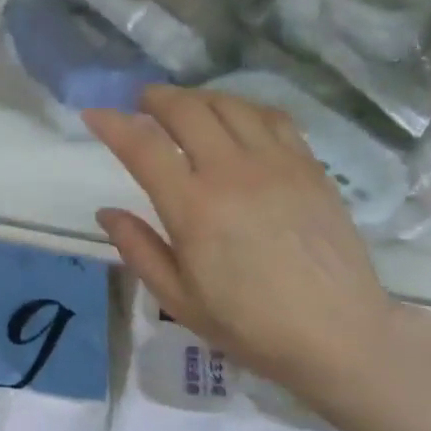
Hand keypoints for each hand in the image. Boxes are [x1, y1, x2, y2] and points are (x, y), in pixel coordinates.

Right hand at [84, 87, 416, 408]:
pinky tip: (237, 119)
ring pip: (230, 105)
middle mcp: (233, 172)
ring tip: (184, 107)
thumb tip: (107, 213)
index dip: (112, 125)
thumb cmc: (249, 325)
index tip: (94, 114)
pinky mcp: (310, 167)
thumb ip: (139, 249)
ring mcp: (277, 164)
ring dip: (198, 97)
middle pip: (187, 110)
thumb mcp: (178, 298)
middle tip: (141, 102)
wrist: (336, 333)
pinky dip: (244, 108)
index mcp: (193, 208)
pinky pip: (273, 117)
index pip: (143, 147)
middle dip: (156, 98)